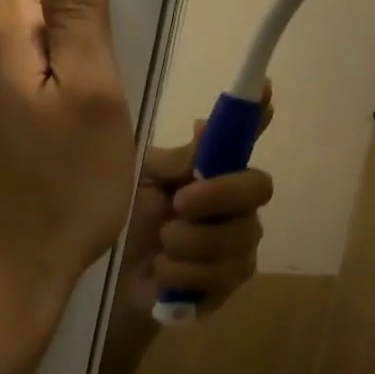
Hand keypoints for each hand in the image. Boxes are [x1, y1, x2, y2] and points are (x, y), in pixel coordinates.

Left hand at [0, 0, 134, 352]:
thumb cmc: (62, 189)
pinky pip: (5, 92)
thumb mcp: (92, 95)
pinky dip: (36, 101)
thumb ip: (79, 15)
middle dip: (67, 32)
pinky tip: (56, 149)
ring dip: (54, 70)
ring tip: (85, 124)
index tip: (107, 35)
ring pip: (16, 55)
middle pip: (20, 10)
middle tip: (105, 89)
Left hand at [116, 92, 274, 319]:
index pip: (243, 137)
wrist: (110, 278)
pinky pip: (223, 277)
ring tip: (161, 244)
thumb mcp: (143, 182)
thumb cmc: (126, 219)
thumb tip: (206, 123)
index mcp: (212, 171)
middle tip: (180, 203)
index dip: (257, 113)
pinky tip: (163, 271)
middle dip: (220, 195)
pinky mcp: (226, 285)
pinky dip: (185, 274)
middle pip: (259, 188)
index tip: (265, 88)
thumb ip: (178, 161)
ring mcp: (236, 246)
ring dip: (190, 242)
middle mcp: (234, 204)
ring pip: (239, 238)